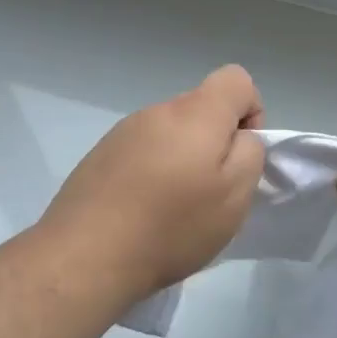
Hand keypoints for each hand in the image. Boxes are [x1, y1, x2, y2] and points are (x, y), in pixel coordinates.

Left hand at [37, 65, 266, 306]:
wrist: (85, 258)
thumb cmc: (172, 226)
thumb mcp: (235, 195)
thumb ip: (250, 153)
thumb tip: (239, 138)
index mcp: (195, 113)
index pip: (236, 80)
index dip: (251, 113)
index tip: (241, 156)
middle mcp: (157, 112)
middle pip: (202, 109)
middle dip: (216, 143)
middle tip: (210, 193)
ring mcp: (123, 132)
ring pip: (172, 133)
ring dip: (183, 160)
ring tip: (173, 209)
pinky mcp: (99, 156)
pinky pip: (143, 153)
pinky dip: (153, 174)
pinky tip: (143, 213)